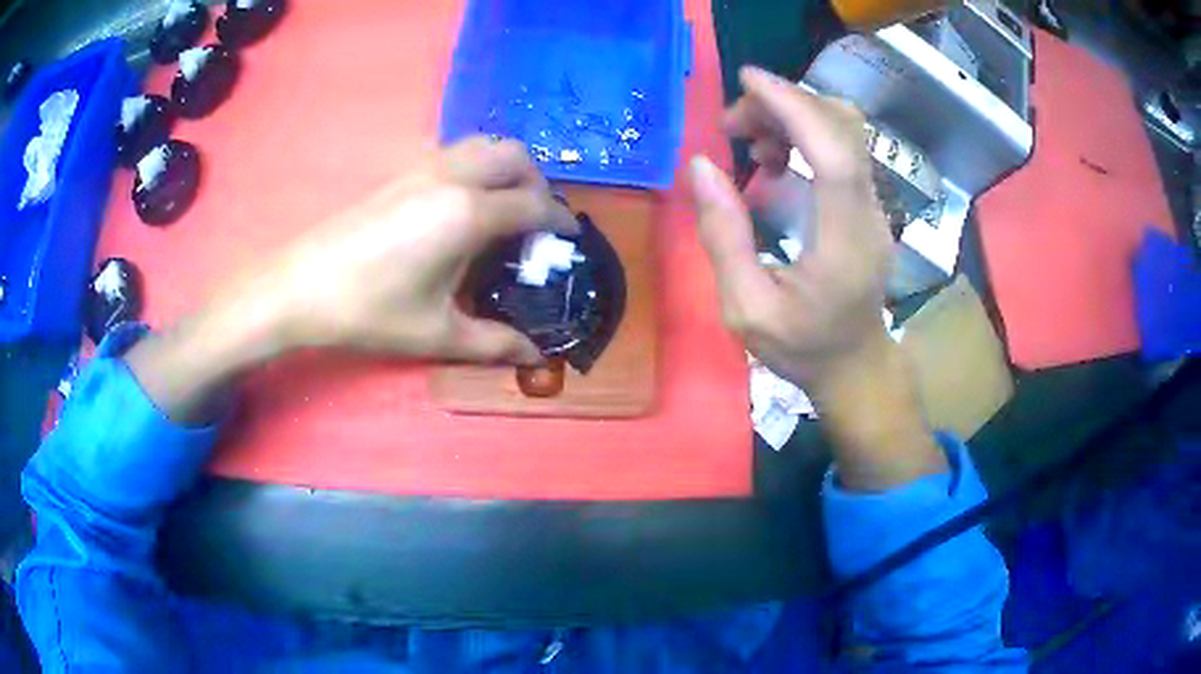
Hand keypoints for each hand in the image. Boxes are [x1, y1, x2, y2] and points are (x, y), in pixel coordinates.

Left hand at [215, 137, 575, 364]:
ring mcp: (423, 168)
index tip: (571, 236)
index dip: (561, 219)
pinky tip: (462, 205)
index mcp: (468, 215)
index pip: (534, 204)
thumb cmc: (370, 311)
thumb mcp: (436, 334)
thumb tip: (533, 356)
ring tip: (504, 208)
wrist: (300, 286)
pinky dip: (478, 166)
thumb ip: (493, 343)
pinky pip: (457, 152)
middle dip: (538, 182)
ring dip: (507, 168)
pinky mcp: (401, 171)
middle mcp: (453, 178)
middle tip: (537, 220)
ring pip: (484, 145)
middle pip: (515, 156)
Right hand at [688, 66, 892, 392]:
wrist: (855, 365)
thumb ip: (724, 236)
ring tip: (746, 141)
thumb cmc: (802, 347)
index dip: (793, 106)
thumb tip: (699, 165)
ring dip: (792, 116)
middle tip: (731, 125)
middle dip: (783, 105)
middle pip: (840, 127)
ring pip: (843, 130)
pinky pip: (840, 148)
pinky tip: (771, 160)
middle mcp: (868, 213)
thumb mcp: (746, 308)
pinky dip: (802, 134)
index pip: (832, 153)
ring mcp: (873, 206)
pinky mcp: (867, 204)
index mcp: (843, 242)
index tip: (746, 80)